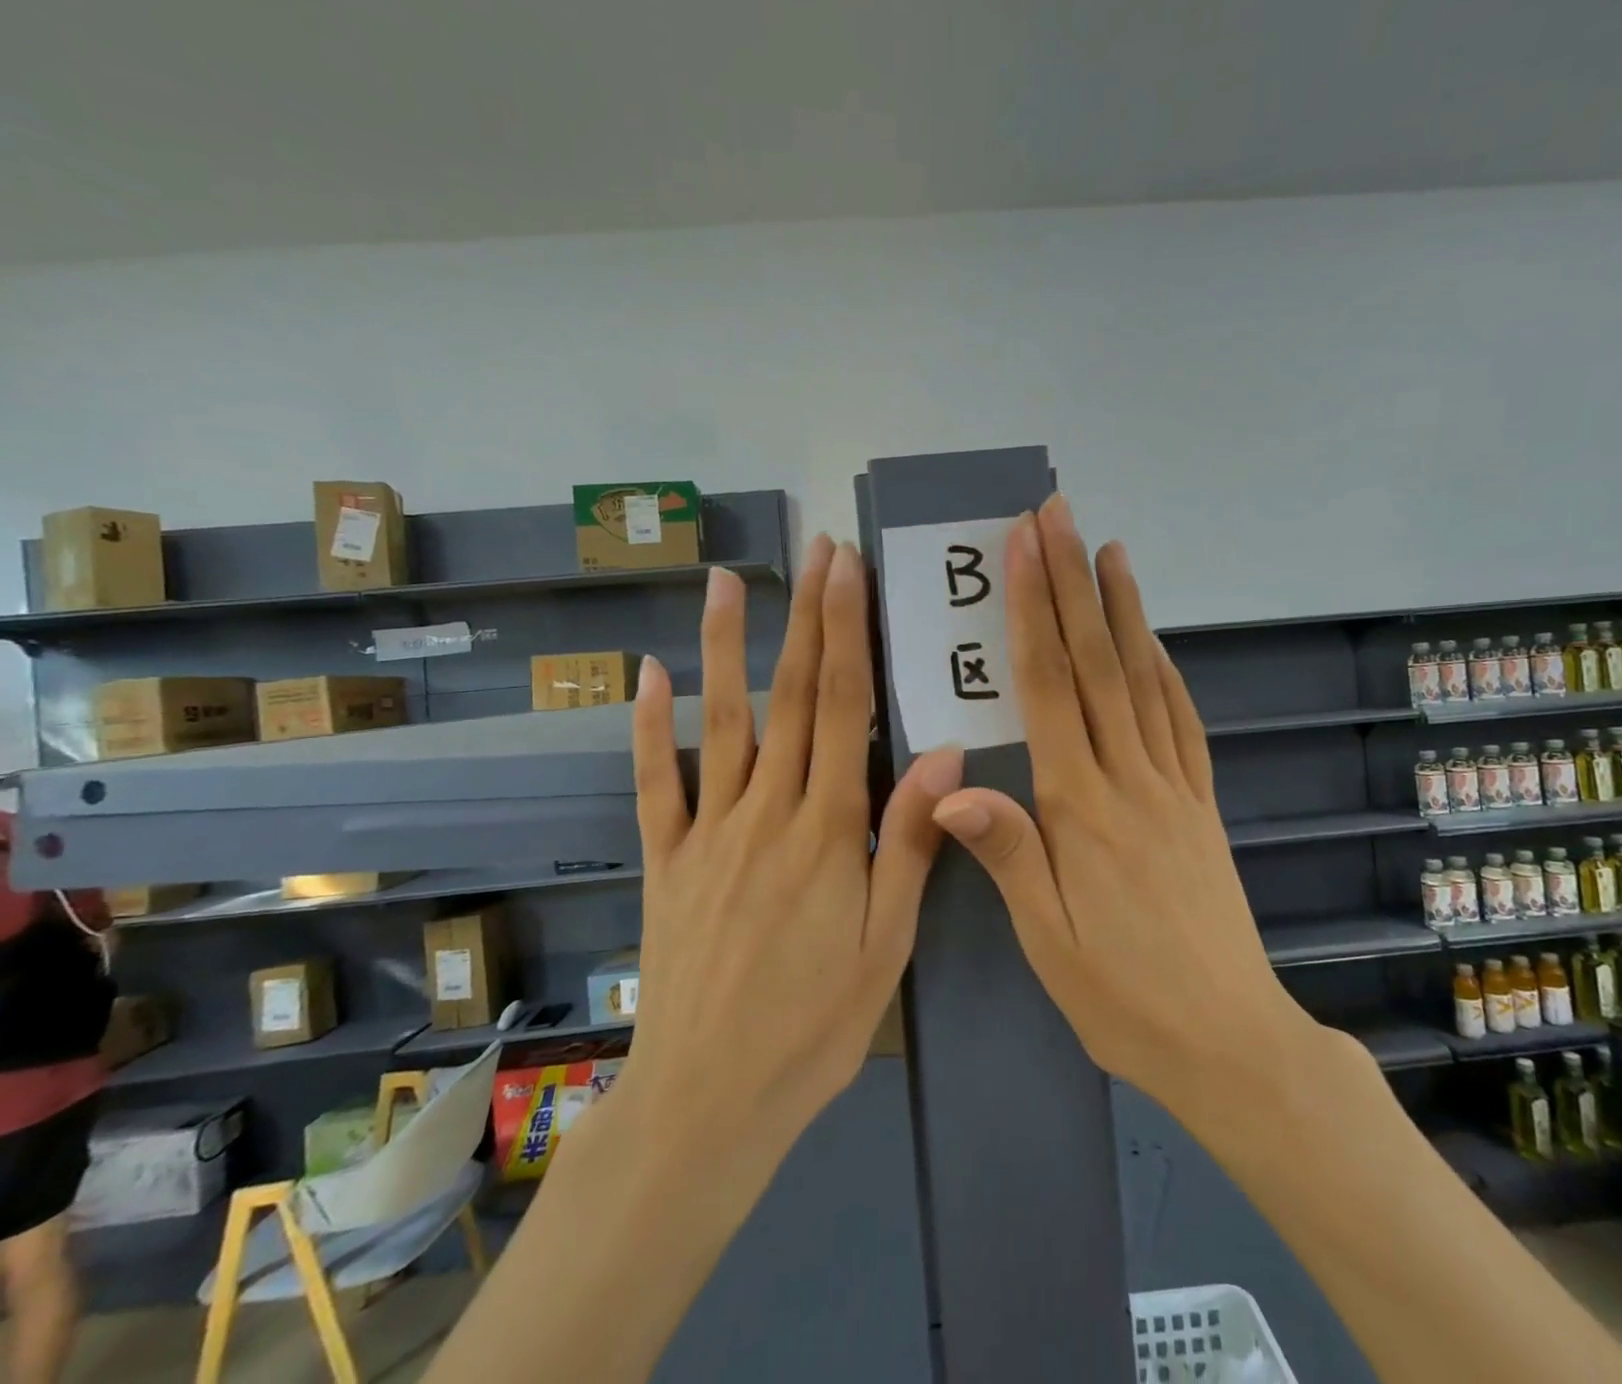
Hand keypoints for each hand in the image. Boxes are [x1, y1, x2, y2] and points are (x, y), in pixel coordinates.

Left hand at [625, 535, 960, 1160]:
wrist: (710, 1099)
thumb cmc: (814, 1023)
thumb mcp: (886, 941)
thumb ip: (910, 841)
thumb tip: (944, 754)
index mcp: (826, 829)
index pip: (842, 708)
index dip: (847, 633)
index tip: (849, 571)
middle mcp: (765, 812)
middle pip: (790, 697)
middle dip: (806, 617)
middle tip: (815, 550)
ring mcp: (707, 831)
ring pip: (720, 722)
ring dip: (725, 647)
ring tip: (727, 582)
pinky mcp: (666, 860)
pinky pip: (655, 783)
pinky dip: (651, 727)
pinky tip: (649, 676)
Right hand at [930, 495, 1329, 1119]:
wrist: (1229, 1041)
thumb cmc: (1122, 996)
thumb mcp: (1048, 941)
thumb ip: (1008, 854)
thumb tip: (953, 788)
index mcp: (1082, 809)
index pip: (1050, 689)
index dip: (1035, 614)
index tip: (1025, 551)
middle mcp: (1130, 779)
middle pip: (1097, 664)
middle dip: (1074, 585)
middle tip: (1060, 518)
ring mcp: (1173, 786)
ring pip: (1144, 680)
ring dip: (1124, 611)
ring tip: (1110, 551)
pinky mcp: (1200, 804)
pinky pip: (1182, 722)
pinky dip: (1165, 669)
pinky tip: (1153, 641)